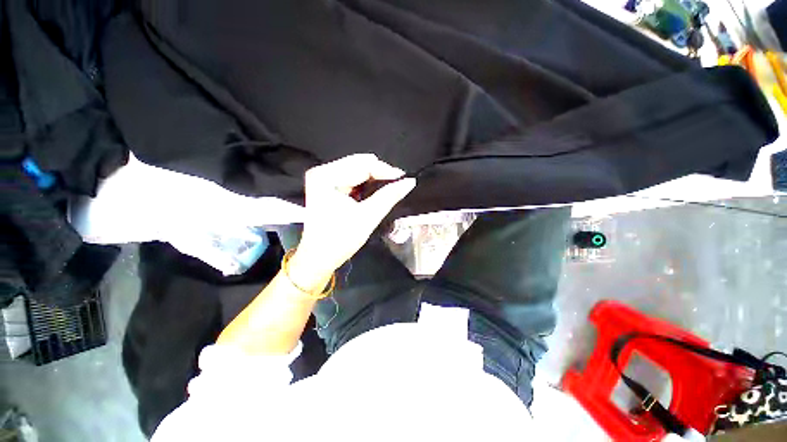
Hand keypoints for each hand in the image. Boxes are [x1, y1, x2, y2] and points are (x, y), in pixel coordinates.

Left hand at [288, 154, 415, 290]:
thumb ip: (389, 196)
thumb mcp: (368, 216)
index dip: (385, 170)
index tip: (403, 179)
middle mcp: (322, 172)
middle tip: (397, 185)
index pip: (362, 165)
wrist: (319, 257)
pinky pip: (352, 177)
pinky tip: (373, 192)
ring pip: (357, 169)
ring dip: (374, 179)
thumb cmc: (340, 240)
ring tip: (387, 190)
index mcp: (326, 177)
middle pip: (359, 164)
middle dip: (380, 174)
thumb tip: (409, 182)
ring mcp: (323, 178)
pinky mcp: (327, 185)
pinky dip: (365, 183)